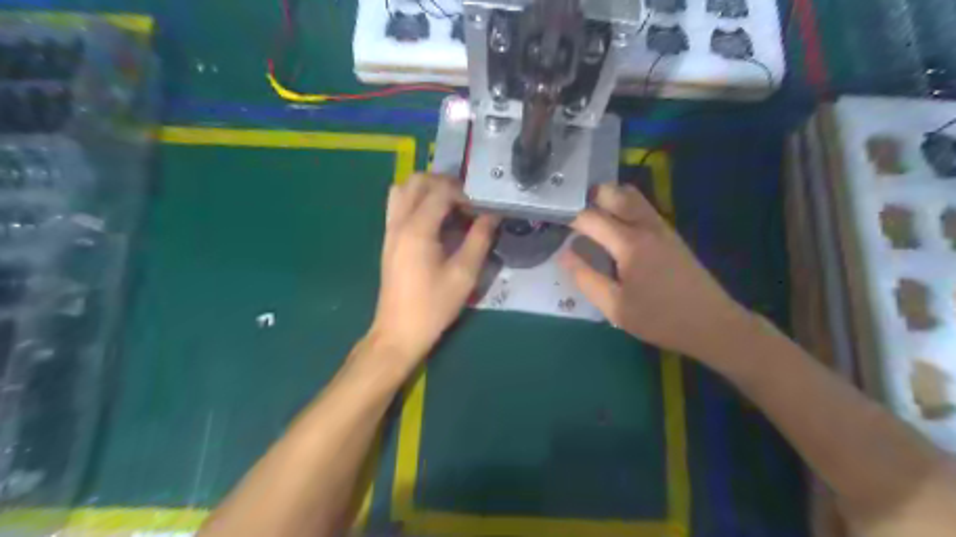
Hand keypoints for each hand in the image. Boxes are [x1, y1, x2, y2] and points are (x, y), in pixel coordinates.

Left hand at [367, 173, 500, 374]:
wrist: (399, 332)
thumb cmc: (433, 306)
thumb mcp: (464, 274)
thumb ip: (479, 240)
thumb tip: (492, 215)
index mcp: (417, 229)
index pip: (440, 190)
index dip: (464, 192)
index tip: (481, 207)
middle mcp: (399, 222)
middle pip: (417, 181)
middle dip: (444, 183)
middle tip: (466, 201)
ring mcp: (390, 230)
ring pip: (403, 189)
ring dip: (427, 189)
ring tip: (449, 206)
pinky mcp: (388, 240)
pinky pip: (398, 205)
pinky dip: (416, 201)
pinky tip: (435, 222)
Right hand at [563, 183, 754, 362]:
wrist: (711, 324)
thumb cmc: (660, 319)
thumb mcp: (615, 307)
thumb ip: (586, 278)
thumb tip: (564, 254)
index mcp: (630, 243)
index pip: (590, 217)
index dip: (567, 215)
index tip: (550, 219)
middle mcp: (646, 226)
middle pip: (615, 193)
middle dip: (589, 196)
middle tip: (569, 212)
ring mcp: (661, 227)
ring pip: (631, 196)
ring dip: (607, 198)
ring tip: (588, 217)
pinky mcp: (670, 234)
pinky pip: (641, 208)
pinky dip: (622, 207)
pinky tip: (612, 228)